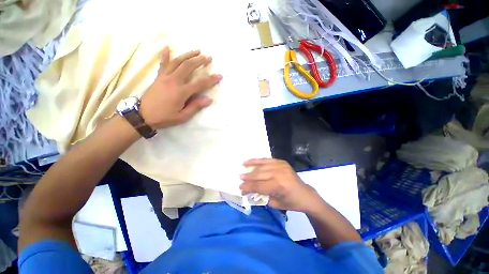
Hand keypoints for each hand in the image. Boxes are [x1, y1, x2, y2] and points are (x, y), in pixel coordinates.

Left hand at [140, 47, 222, 128]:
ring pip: (177, 61)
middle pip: (188, 66)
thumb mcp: (182, 116)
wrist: (143, 115)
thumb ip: (195, 106)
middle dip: (199, 61)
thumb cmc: (165, 117)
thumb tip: (209, 99)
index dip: (211, 80)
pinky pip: (163, 63)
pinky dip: (165, 55)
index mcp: (181, 92)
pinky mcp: (158, 77)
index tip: (219, 75)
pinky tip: (168, 47)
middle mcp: (173, 81)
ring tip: (197, 51)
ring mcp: (164, 77)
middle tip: (208, 57)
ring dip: (188, 55)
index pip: (200, 84)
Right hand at [240, 158, 321, 212]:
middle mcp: (279, 174)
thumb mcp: (275, 204)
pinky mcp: (282, 162)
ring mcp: (281, 166)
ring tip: (242, 166)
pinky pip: (267, 160)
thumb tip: (249, 189)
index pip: (259, 186)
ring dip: (251, 167)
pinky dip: (258, 160)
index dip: (248, 187)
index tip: (240, 189)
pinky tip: (251, 160)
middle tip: (239, 179)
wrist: (305, 194)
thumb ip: (261, 195)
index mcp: (279, 186)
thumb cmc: (291, 202)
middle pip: (259, 175)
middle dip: (248, 178)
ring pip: (262, 166)